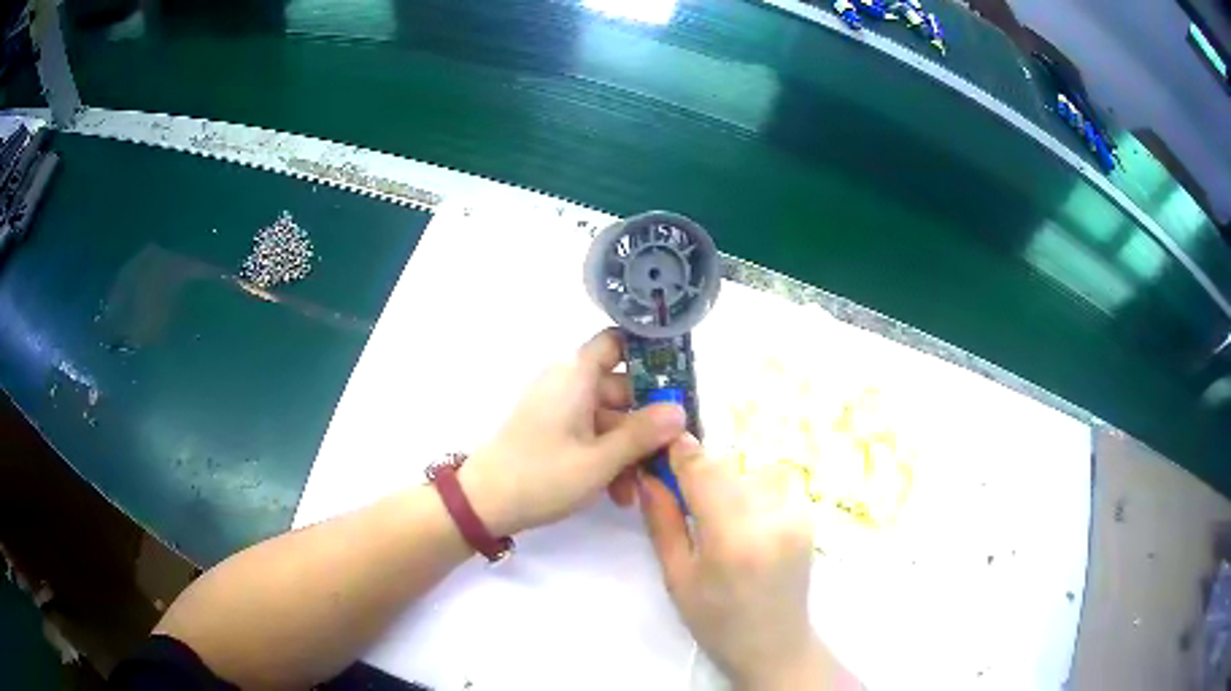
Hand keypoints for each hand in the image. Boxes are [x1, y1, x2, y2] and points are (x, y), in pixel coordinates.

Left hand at [459, 329, 685, 535]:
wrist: (483, 503)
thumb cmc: (542, 475)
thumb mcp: (600, 460)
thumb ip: (642, 434)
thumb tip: (681, 411)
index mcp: (576, 375)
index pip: (617, 342)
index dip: (648, 351)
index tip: (680, 374)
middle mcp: (568, 384)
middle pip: (622, 387)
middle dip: (648, 420)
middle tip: (675, 448)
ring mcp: (559, 409)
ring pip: (609, 418)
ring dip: (629, 449)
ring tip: (642, 486)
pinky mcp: (553, 431)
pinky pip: (591, 434)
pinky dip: (607, 456)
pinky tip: (619, 493)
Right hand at [640, 434, 837, 689]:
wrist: (776, 645)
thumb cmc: (716, 621)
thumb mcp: (677, 577)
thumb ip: (662, 521)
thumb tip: (648, 475)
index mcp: (734, 539)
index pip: (705, 470)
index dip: (681, 451)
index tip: (660, 445)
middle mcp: (772, 517)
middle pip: (726, 468)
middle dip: (700, 473)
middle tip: (680, 495)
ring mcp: (796, 514)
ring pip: (746, 475)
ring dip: (724, 486)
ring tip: (714, 521)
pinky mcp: (807, 515)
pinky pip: (767, 488)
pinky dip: (747, 497)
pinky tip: (742, 528)